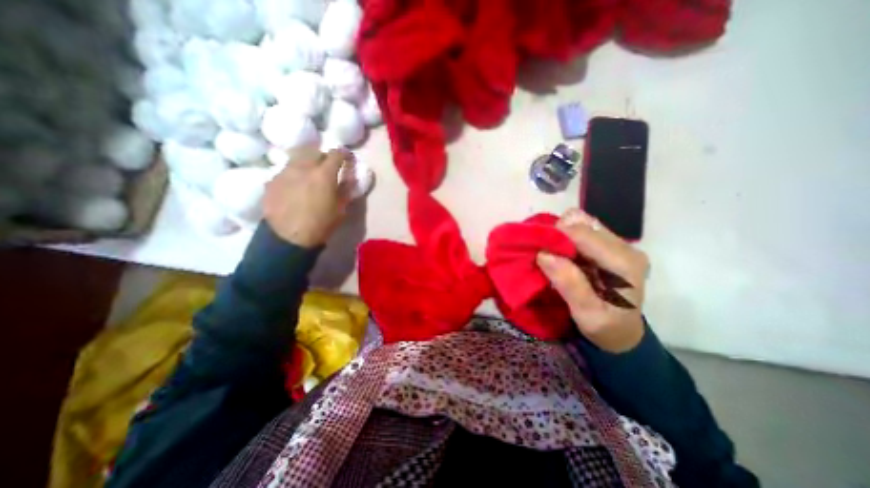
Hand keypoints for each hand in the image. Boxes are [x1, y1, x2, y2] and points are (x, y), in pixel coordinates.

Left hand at [262, 147, 349, 246]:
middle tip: (328, 166)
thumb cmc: (321, 225)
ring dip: (307, 162)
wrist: (288, 238)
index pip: (336, 154)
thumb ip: (346, 190)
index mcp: (323, 174)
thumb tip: (349, 178)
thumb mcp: (341, 209)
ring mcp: (284, 172)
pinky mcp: (272, 180)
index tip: (348, 158)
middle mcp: (303, 167)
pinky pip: (286, 170)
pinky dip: (294, 173)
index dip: (344, 154)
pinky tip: (295, 186)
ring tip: (310, 174)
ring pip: (297, 158)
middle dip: (324, 156)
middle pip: (314, 151)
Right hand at [534, 207, 647, 352]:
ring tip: (554, 255)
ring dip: (561, 235)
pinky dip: (566, 237)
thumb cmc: (607, 327)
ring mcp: (618, 244)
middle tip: (546, 255)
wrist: (623, 332)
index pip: (583, 234)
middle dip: (558, 235)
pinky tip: (563, 254)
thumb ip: (569, 284)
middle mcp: (625, 247)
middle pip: (582, 223)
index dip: (556, 237)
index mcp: (624, 263)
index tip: (537, 251)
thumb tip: (544, 254)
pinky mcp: (609, 245)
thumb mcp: (587, 314)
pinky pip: (581, 229)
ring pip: (581, 222)